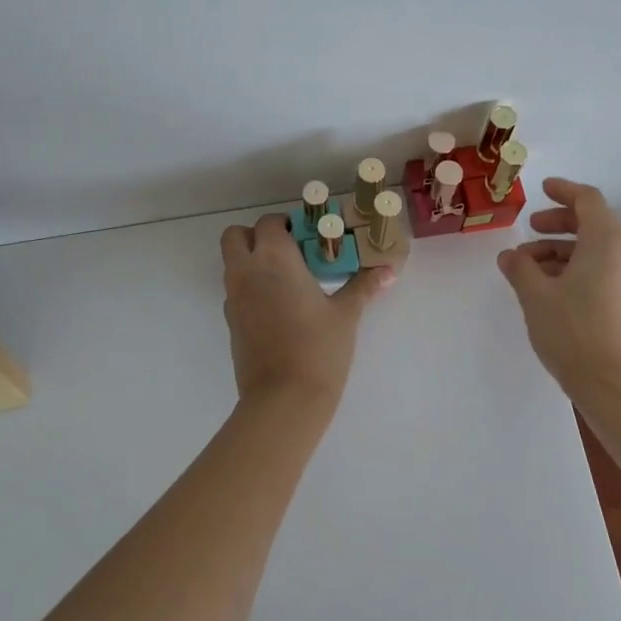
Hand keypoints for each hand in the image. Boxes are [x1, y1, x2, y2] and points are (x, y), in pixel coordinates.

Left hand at [221, 213, 393, 402]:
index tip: (309, 235)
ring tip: (287, 279)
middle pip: (236, 235)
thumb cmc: (318, 348)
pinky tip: (279, 307)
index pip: (269, 222)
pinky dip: (250, 288)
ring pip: (232, 263)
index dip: (286, 223)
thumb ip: (363, 287)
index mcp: (274, 259)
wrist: (284, 399)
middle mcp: (247, 271)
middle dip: (256, 236)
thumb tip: (388, 271)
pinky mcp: (231, 323)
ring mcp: (234, 298)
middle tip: (288, 251)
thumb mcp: (346, 315)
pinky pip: (236, 291)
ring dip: (251, 260)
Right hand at [497, 178, 620, 398]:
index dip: (564, 191)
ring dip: (566, 249)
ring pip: (600, 249)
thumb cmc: (572, 331)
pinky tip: (554, 287)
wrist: (612, 385)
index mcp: (608, 241)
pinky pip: (608, 269)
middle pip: (595, 223)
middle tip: (531, 230)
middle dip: (560, 223)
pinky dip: (582, 267)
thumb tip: (510, 256)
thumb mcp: (535, 295)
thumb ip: (520, 267)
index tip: (543, 190)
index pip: (588, 200)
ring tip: (532, 268)